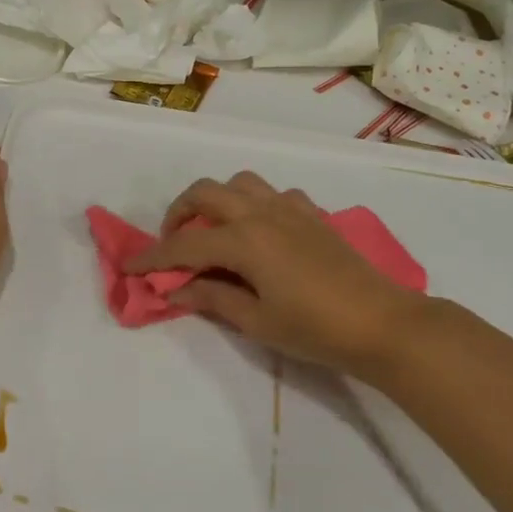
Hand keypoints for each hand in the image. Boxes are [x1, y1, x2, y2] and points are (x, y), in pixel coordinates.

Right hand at [125, 172, 433, 378]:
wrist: (382, 323)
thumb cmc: (315, 329)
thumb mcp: (257, 321)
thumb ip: (213, 298)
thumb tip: (178, 288)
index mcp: (244, 240)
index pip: (185, 243)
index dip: (153, 257)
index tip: (130, 267)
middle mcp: (261, 213)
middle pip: (205, 192)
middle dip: (178, 213)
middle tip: (173, 244)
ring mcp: (289, 208)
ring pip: (240, 182)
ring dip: (217, 200)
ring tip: (214, 230)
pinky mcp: (312, 214)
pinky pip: (273, 194)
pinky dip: (255, 204)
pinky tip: (260, 231)